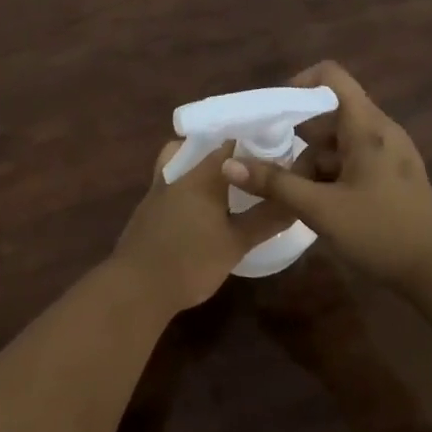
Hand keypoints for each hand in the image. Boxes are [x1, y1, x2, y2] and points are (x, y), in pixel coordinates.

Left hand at [112, 141, 296, 314]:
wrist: (136, 288)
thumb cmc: (191, 262)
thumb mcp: (236, 243)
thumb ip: (266, 219)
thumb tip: (295, 200)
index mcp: (202, 175)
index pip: (229, 144)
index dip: (251, 143)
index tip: (273, 150)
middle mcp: (177, 174)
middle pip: (202, 150)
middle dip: (227, 155)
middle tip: (252, 167)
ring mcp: (157, 190)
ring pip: (181, 164)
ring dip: (201, 168)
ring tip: (226, 185)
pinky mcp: (147, 210)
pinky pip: (171, 185)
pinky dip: (187, 188)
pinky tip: (200, 209)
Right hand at [219, 61, 431, 291]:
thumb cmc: (381, 231)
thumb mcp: (321, 209)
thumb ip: (274, 184)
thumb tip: (228, 164)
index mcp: (367, 127)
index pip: (331, 76)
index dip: (299, 84)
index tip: (274, 113)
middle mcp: (380, 130)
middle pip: (330, 113)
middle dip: (299, 135)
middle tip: (274, 164)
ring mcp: (390, 153)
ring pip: (340, 140)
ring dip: (313, 159)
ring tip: (295, 194)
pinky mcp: (392, 174)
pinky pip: (353, 158)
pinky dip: (331, 172)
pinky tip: (319, 204)